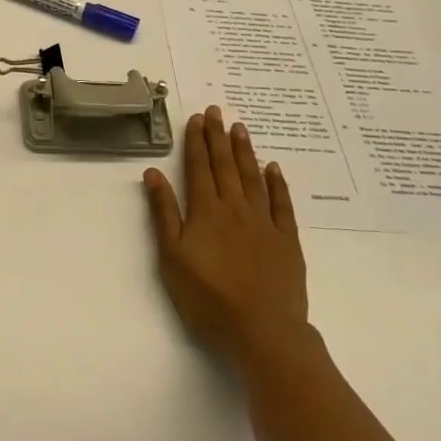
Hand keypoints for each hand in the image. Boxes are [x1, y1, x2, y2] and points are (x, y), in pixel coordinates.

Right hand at [143, 107, 307, 366]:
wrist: (262, 330)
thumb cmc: (208, 297)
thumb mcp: (172, 257)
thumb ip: (163, 213)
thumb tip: (153, 173)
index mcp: (205, 212)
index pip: (198, 168)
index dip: (196, 142)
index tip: (196, 118)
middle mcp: (235, 208)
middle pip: (225, 166)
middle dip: (218, 137)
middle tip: (216, 110)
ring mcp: (264, 223)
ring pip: (252, 178)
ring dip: (244, 151)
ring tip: (239, 127)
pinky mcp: (287, 240)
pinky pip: (281, 204)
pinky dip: (276, 183)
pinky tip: (273, 168)